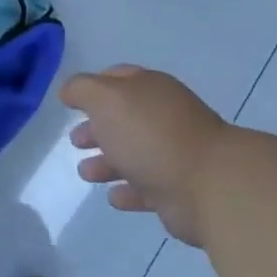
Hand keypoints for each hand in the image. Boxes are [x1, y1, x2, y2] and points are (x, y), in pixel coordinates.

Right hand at [61, 66, 227, 247]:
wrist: (208, 185)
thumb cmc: (151, 133)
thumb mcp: (106, 98)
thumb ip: (82, 90)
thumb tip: (68, 92)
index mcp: (149, 89)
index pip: (117, 78)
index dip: (93, 87)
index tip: (70, 101)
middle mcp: (162, 117)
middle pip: (123, 119)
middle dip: (97, 128)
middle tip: (74, 141)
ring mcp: (172, 154)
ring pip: (132, 154)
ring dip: (107, 162)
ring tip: (85, 173)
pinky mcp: (177, 191)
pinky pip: (146, 188)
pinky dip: (127, 191)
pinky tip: (112, 197)